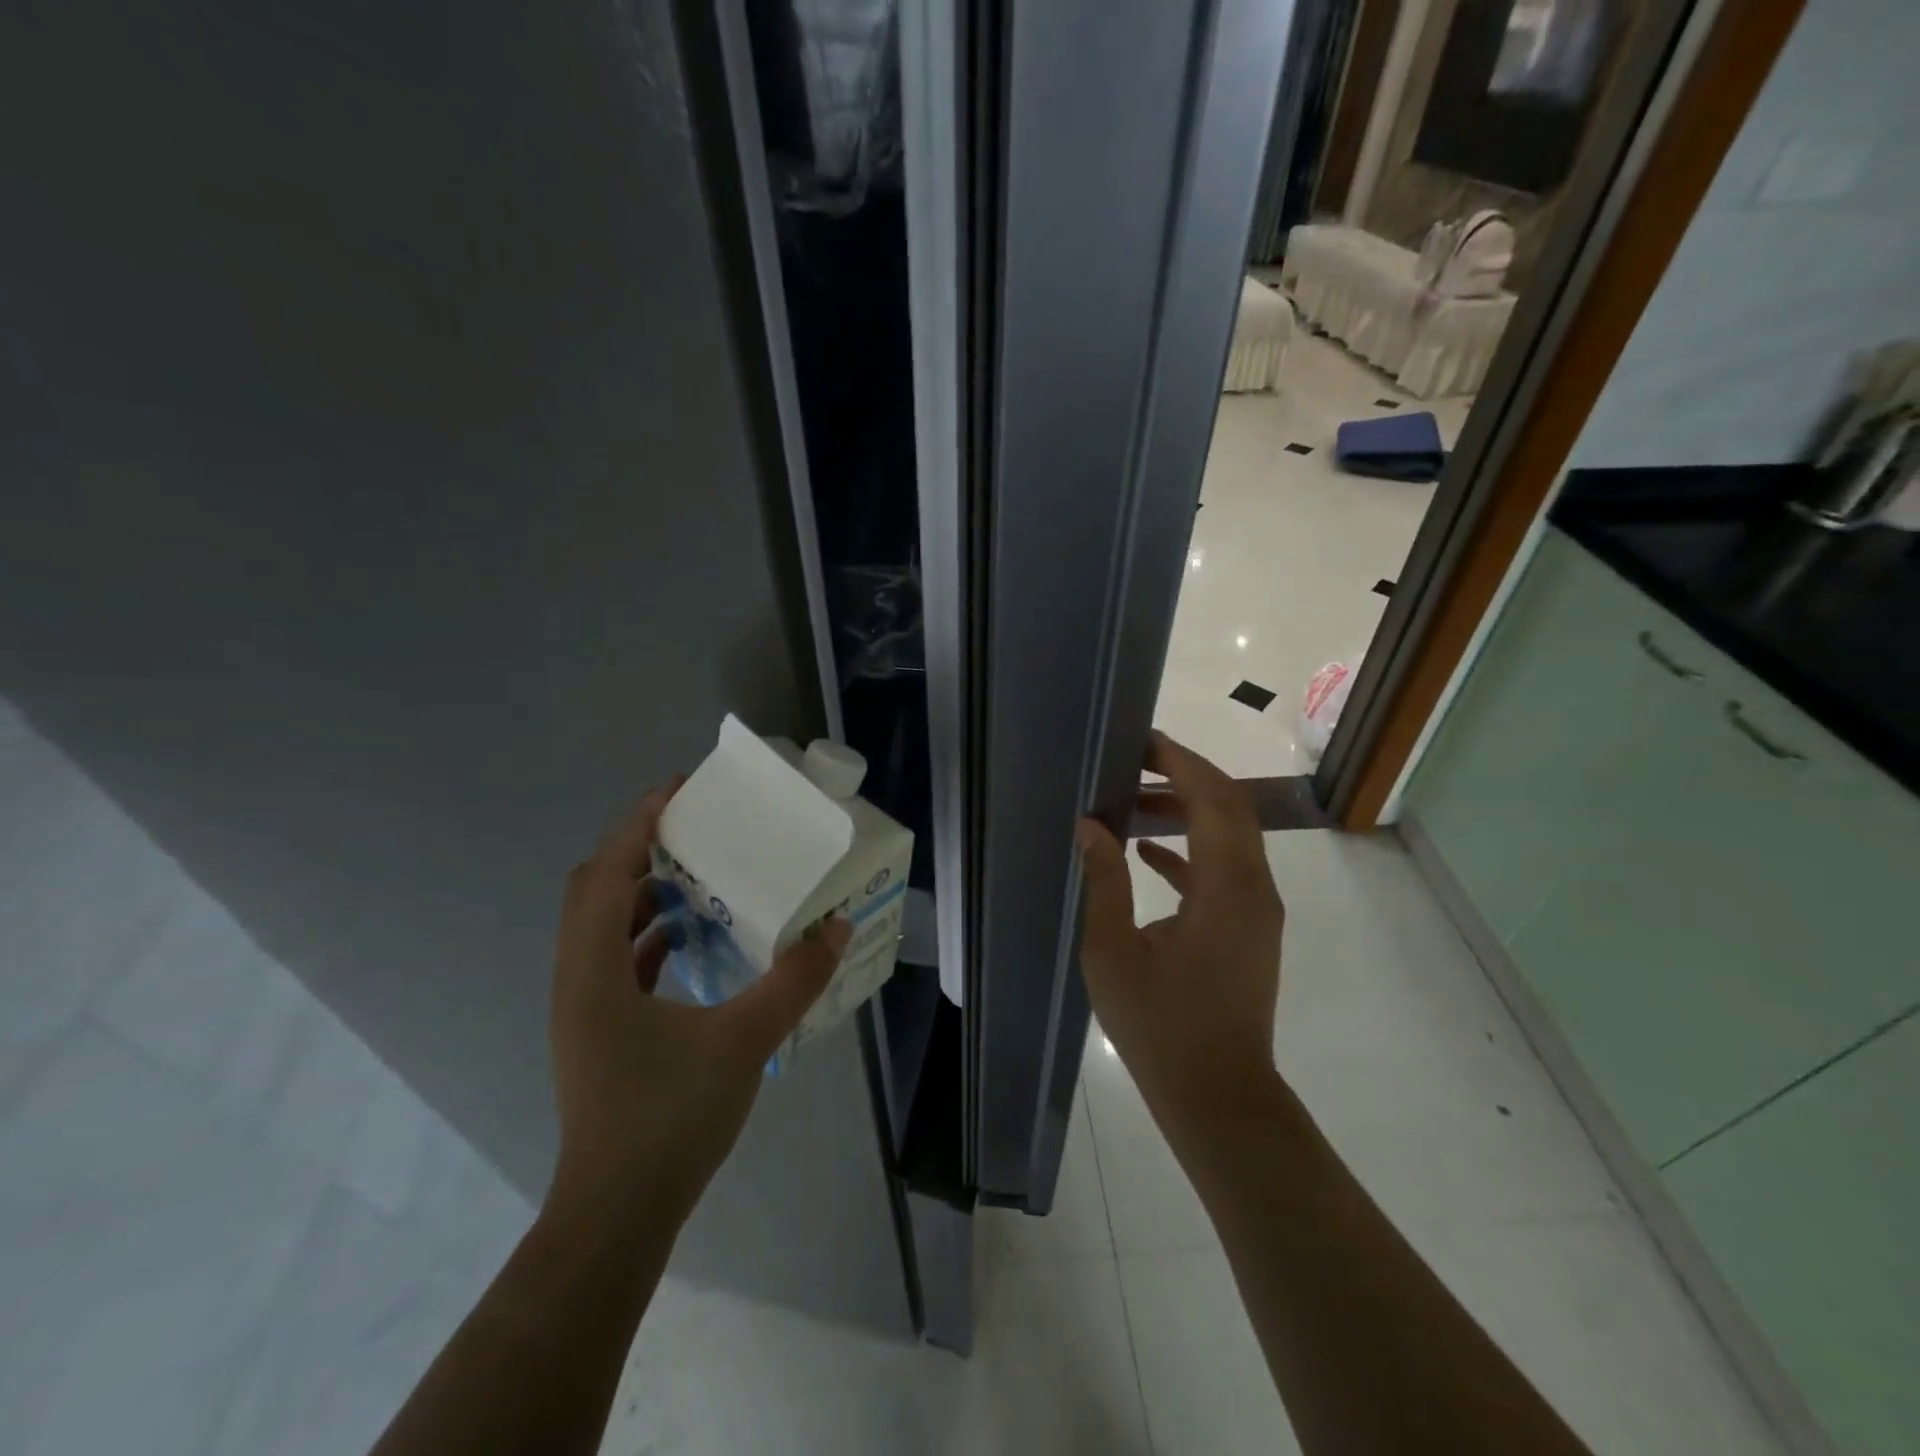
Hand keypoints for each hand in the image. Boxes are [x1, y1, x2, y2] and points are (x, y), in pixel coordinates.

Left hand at [546, 779, 851, 1226]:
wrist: (616, 1216)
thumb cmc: (668, 1119)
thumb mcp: (743, 1041)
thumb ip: (793, 981)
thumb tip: (836, 928)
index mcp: (595, 968)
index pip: (607, 870)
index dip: (639, 822)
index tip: (680, 790)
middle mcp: (577, 977)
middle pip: (594, 889)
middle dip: (639, 850)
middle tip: (694, 831)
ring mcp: (583, 1007)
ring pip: (602, 925)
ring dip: (643, 892)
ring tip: (699, 877)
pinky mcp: (598, 1031)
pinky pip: (616, 959)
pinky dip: (648, 934)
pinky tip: (693, 940)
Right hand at [1076, 732, 1285, 1136]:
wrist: (1218, 1095)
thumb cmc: (1160, 1025)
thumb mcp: (1113, 952)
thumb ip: (1105, 881)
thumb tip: (1091, 826)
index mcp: (1227, 886)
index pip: (1213, 799)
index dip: (1181, 763)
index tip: (1143, 742)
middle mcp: (1255, 887)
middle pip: (1231, 807)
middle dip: (1186, 775)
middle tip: (1136, 759)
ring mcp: (1258, 909)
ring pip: (1230, 836)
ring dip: (1187, 811)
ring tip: (1133, 800)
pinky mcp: (1250, 928)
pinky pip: (1225, 870)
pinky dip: (1191, 850)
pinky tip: (1147, 854)